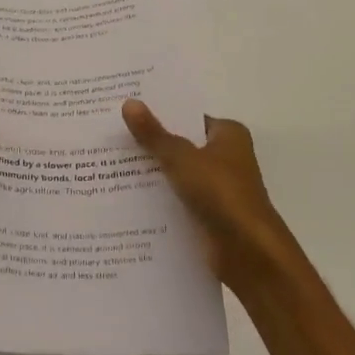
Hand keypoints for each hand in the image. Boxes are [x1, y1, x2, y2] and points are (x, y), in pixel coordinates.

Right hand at [122, 100, 305, 290]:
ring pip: (177, 176)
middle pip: (181, 146)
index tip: (127, 113)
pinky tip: (125, 200)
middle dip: (150, 145)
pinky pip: (177, 201)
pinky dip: (158, 201)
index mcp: (229, 135)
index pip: (189, 118)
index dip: (160, 115)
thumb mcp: (181, 158)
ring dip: (151, 175)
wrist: (247, 251)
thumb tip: (129, 103)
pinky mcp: (209, 216)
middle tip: (109, 138)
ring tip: (107, 167)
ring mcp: (218, 189)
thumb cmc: (221, 193)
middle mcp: (226, 158)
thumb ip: (154, 135)